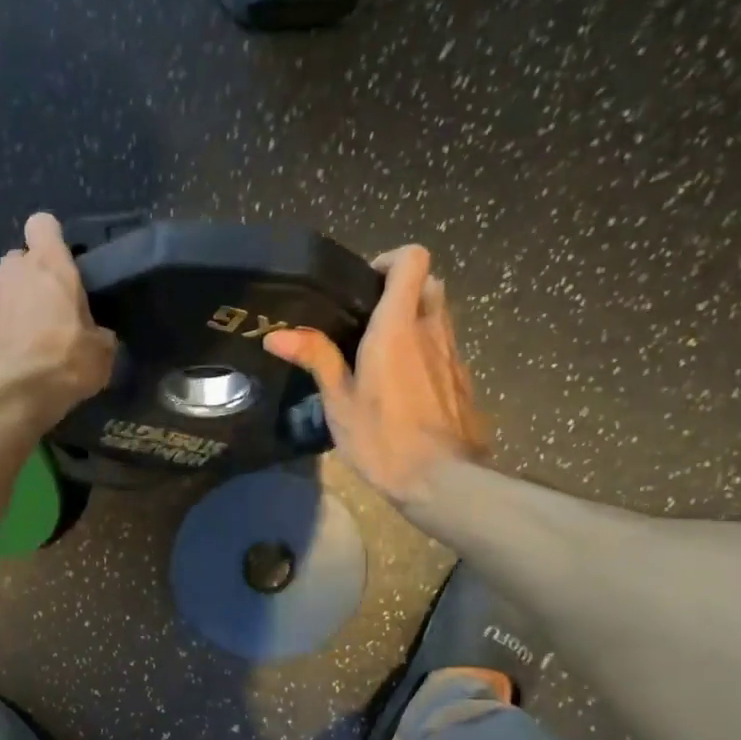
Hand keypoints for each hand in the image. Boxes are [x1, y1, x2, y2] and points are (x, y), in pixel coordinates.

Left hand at [0, 213, 116, 426]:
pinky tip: (11, 357)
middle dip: (32, 278)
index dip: (52, 241)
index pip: (43, 225)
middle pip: (20, 259)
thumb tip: (96, 336)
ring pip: (3, 290)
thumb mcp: (101, 352)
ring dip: (15, 306)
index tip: (63, 264)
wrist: (10, 396)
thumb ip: (98, 332)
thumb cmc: (64, 362)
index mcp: (49, 265)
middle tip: (50, 309)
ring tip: (30, 339)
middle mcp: (13, 271)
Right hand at [264, 245, 487, 503]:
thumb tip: (276, 335)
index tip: (363, 286)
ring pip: (440, 316)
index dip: (390, 260)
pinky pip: (445, 348)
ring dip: (416, 321)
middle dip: (403, 289)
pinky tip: (404, 386)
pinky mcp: (463, 380)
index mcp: (398, 327)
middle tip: (370, 320)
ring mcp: (454, 355)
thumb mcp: (339, 402)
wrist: (442, 480)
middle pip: (430, 283)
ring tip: (383, 356)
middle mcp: (432, 330)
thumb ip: (316, 358)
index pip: (413, 259)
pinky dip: (426, 351)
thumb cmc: (383, 439)